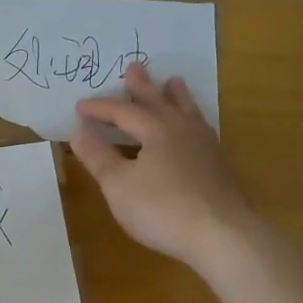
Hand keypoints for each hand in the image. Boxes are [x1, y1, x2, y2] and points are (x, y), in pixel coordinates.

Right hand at [71, 63, 250, 271]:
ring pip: (187, 112)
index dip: (100, 108)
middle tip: (134, 66)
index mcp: (156, 129)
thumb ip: (99, 157)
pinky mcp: (219, 166)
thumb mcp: (119, 184)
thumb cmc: (162, 208)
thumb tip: (80, 131)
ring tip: (174, 82)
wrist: (222, 235)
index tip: (80, 106)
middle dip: (142, 86)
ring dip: (176, 96)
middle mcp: (182, 129)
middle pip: (158, 101)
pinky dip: (191, 119)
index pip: (122, 111)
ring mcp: (205, 146)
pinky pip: (201, 129)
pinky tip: (195, 128)